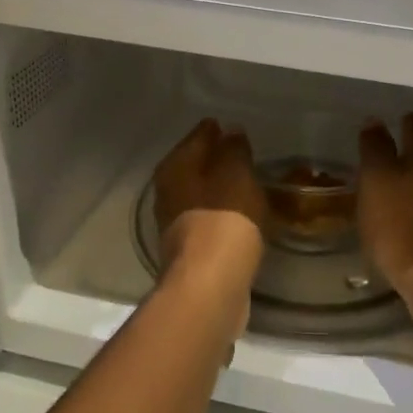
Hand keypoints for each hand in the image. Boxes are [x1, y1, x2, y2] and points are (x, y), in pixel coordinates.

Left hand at [153, 119, 265, 281]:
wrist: (210, 286)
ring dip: (218, 188)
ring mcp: (176, 224)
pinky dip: (222, 213)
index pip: (196, 137)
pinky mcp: (190, 251)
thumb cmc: (224, 219)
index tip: (230, 126)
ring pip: (199, 195)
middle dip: (213, 159)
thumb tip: (230, 132)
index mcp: (175, 168)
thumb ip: (234, 150)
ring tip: (245, 182)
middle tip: (240, 151)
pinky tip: (241, 215)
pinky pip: (209, 220)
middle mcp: (167, 193)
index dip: (213, 130)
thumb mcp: (236, 174)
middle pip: (193, 167)